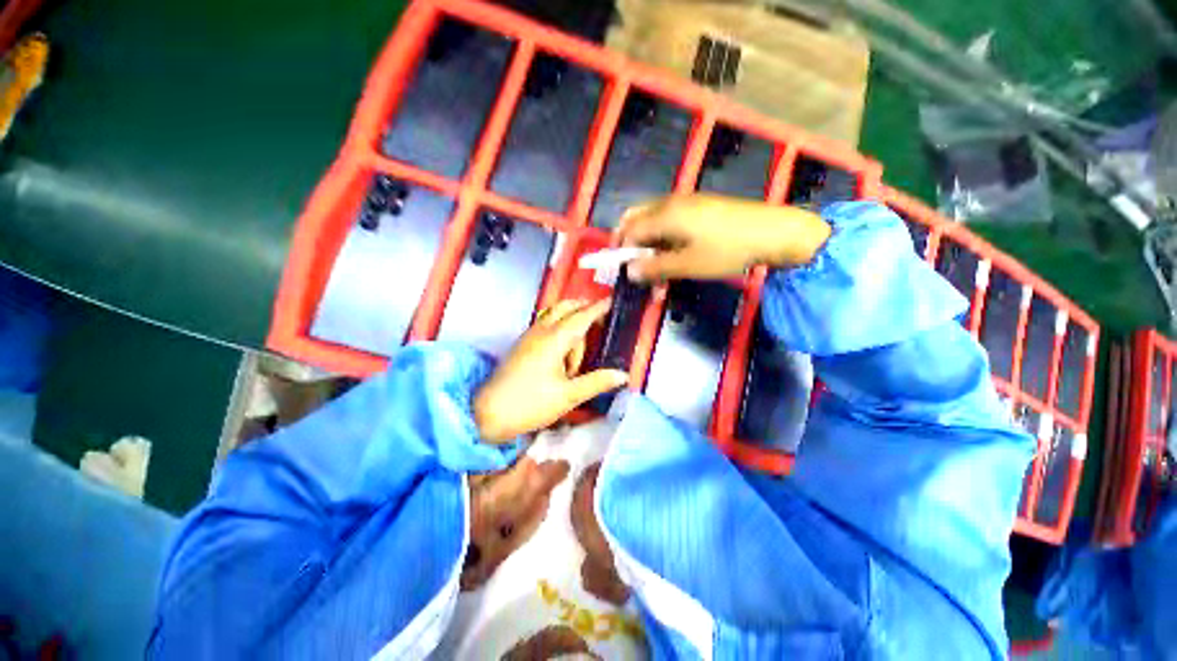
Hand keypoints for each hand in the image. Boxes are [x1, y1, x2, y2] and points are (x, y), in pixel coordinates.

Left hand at [473, 299, 628, 442]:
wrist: (488, 414)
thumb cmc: (530, 404)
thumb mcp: (568, 396)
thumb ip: (597, 382)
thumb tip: (623, 375)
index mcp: (554, 340)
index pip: (582, 317)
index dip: (599, 308)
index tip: (613, 300)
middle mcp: (540, 331)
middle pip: (565, 307)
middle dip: (583, 309)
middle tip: (599, 322)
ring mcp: (528, 336)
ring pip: (554, 315)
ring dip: (570, 323)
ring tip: (576, 358)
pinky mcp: (522, 344)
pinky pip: (545, 325)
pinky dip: (558, 328)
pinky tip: (563, 353)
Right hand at [617, 194, 831, 281]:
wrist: (773, 232)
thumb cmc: (726, 250)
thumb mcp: (688, 264)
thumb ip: (655, 267)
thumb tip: (630, 272)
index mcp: (664, 214)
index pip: (629, 230)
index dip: (623, 251)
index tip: (625, 273)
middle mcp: (670, 203)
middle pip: (637, 219)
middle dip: (631, 244)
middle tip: (635, 267)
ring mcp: (686, 203)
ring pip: (654, 224)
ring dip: (650, 248)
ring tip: (658, 277)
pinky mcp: (699, 209)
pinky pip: (671, 223)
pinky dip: (665, 242)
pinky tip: (674, 259)